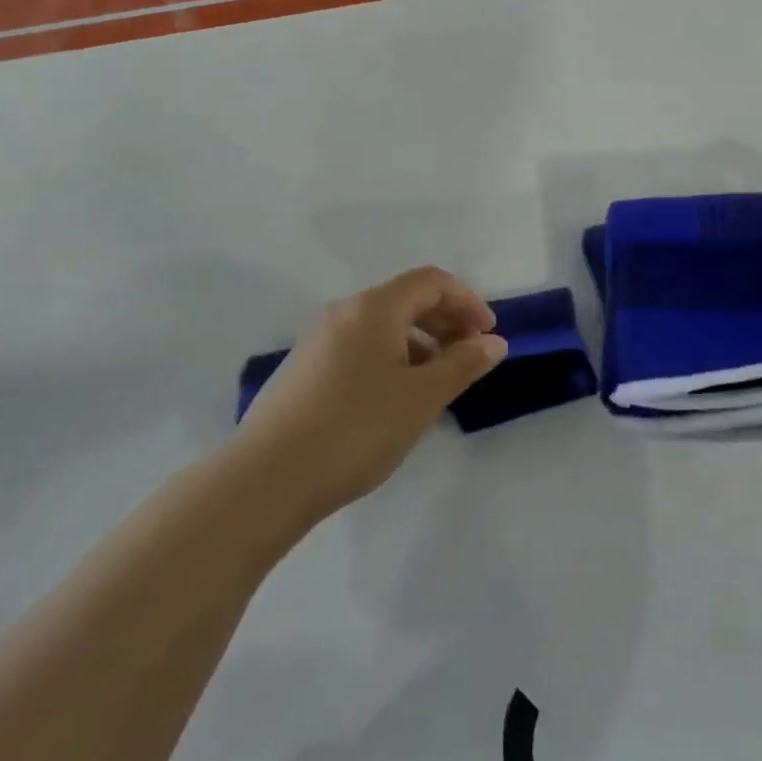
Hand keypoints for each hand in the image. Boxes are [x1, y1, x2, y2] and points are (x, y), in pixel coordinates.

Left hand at [234, 266, 506, 522]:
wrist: (267, 478)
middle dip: (445, 321)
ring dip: (419, 342)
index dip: (466, 301)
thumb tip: (494, 342)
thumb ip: (462, 364)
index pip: (431, 281)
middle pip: (406, 299)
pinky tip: (395, 397)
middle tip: (469, 356)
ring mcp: (319, 339)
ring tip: (436, 381)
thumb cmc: (356, 429)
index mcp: (374, 307)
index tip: (488, 334)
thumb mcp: (421, 398)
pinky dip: (390, 357)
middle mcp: (344, 311)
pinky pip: (360, 346)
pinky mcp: (304, 368)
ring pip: (381, 325)